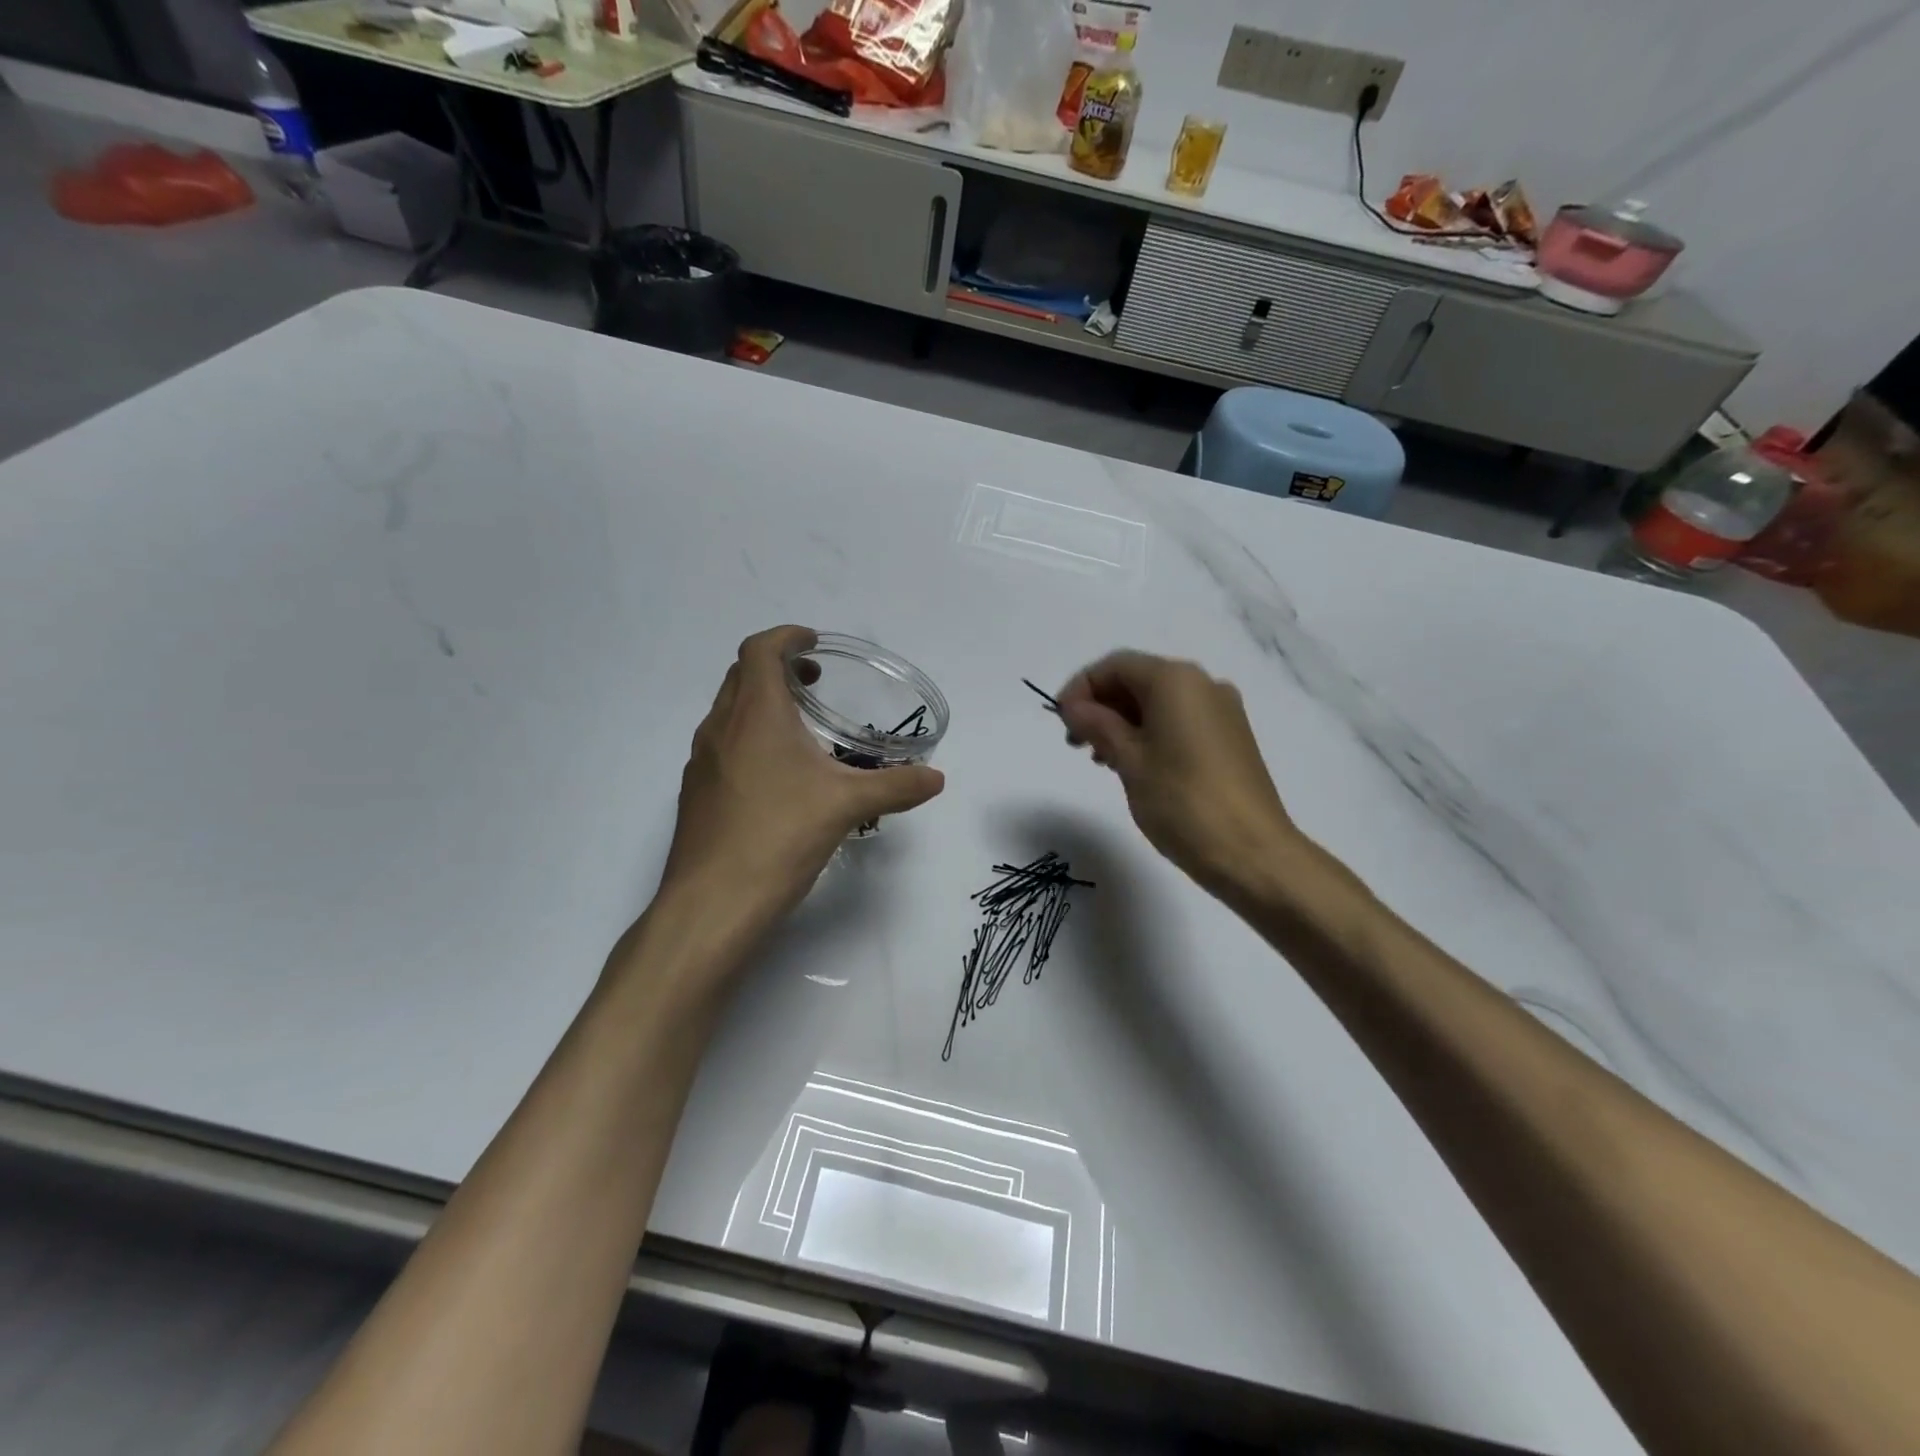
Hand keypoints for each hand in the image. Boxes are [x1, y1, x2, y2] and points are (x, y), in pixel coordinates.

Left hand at [662, 626, 944, 926]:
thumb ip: (896, 786)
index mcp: (755, 714)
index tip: (813, 643)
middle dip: (776, 667)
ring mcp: (701, 762)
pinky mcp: (696, 794)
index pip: (760, 650)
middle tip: (812, 682)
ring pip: (729, 712)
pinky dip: (748, 739)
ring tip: (799, 729)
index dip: (787, 637)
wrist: (712, 902)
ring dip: (760, 704)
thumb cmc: (779, 836)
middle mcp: (721, 728)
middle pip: (741, 676)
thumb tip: (936, 779)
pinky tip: (776, 778)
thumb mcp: (847, 806)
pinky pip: (722, 746)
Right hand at [1057, 651, 1299, 897]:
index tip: (1060, 722)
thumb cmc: (1183, 803)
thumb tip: (1074, 707)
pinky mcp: (1230, 738)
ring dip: (1122, 722)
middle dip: (1101, 705)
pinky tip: (1133, 765)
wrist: (1253, 854)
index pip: (1116, 665)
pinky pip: (1179, 721)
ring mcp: (1222, 711)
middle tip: (1075, 743)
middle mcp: (1203, 684)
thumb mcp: (1129, 761)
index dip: (1081, 688)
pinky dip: (1149, 733)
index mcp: (1176, 680)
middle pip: (1138, 680)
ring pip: (1158, 702)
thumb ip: (1098, 725)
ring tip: (1101, 759)